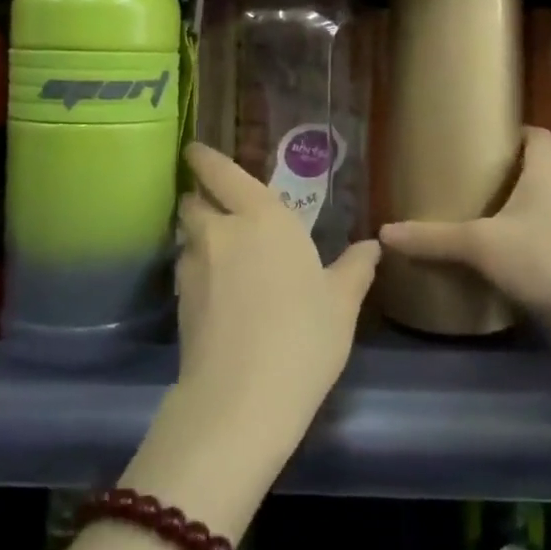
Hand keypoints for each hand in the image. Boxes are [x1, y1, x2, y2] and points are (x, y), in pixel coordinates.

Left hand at [173, 143, 379, 443]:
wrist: (242, 398)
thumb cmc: (304, 336)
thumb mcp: (342, 303)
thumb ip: (355, 268)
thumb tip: (372, 246)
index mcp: (263, 217)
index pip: (222, 172)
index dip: (205, 158)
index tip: (195, 150)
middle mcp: (222, 231)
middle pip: (193, 201)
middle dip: (199, 198)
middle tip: (216, 206)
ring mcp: (194, 267)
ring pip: (186, 236)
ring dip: (196, 235)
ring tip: (217, 250)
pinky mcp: (179, 302)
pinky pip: (184, 270)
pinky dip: (195, 269)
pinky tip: (214, 290)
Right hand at [379, 126, 550, 322]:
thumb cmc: (546, 259)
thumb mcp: (481, 246)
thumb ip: (434, 239)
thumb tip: (385, 233)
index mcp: (550, 172)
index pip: (537, 135)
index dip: (513, 134)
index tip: (484, 142)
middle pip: (543, 173)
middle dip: (512, 178)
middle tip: (474, 188)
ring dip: (528, 216)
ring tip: (490, 228)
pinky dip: (540, 248)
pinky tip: (515, 267)